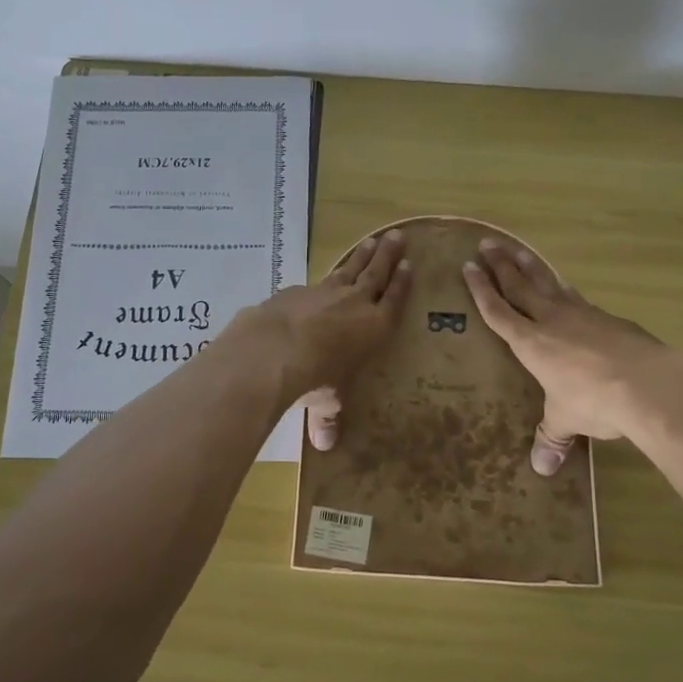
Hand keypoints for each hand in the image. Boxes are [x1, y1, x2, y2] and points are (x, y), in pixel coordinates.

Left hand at [225, 229, 410, 448]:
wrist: (273, 348)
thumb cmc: (314, 378)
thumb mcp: (326, 402)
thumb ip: (327, 418)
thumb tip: (325, 446)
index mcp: (373, 327)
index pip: (393, 300)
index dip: (401, 284)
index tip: (408, 265)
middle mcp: (354, 303)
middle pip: (375, 274)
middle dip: (387, 255)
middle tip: (397, 236)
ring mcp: (324, 292)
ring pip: (348, 268)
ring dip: (361, 255)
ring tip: (371, 240)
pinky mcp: (297, 290)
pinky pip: (317, 280)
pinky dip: (324, 276)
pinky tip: (321, 278)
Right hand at [462, 238, 682, 472]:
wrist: (649, 382)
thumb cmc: (595, 400)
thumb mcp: (568, 420)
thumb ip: (552, 437)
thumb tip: (541, 470)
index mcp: (530, 343)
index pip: (498, 311)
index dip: (480, 290)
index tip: (468, 267)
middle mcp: (551, 320)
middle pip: (519, 286)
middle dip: (500, 265)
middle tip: (487, 244)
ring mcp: (581, 314)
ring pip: (548, 282)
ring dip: (530, 265)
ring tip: (517, 249)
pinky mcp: (607, 317)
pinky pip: (575, 296)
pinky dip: (563, 286)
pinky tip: (563, 285)